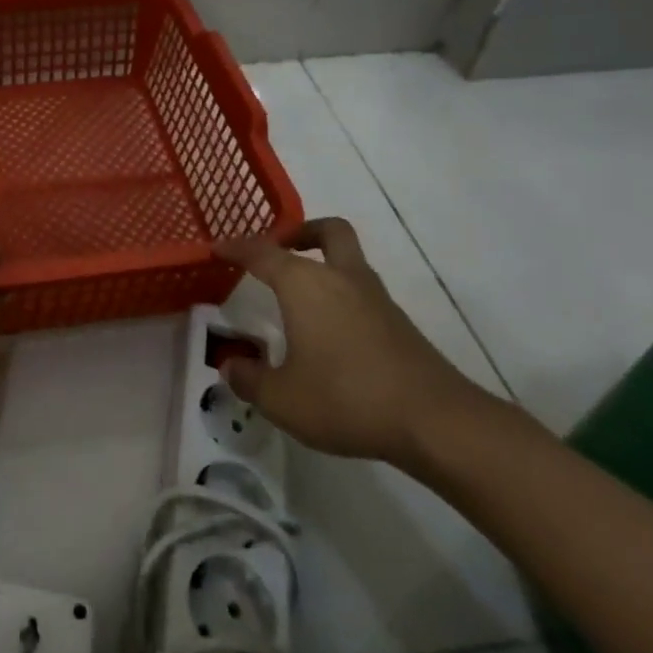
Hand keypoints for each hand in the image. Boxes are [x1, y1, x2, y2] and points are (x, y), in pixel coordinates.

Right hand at [216, 218, 491, 465]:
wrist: (434, 420)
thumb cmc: (347, 398)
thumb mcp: (283, 399)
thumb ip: (250, 380)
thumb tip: (230, 367)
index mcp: (304, 284)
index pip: (262, 253)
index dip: (237, 248)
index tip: (218, 248)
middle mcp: (340, 278)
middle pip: (328, 231)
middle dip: (302, 232)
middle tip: (280, 249)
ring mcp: (375, 298)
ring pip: (349, 260)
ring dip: (325, 264)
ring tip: (302, 297)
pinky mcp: (398, 323)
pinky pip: (362, 292)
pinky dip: (343, 297)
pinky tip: (331, 333)